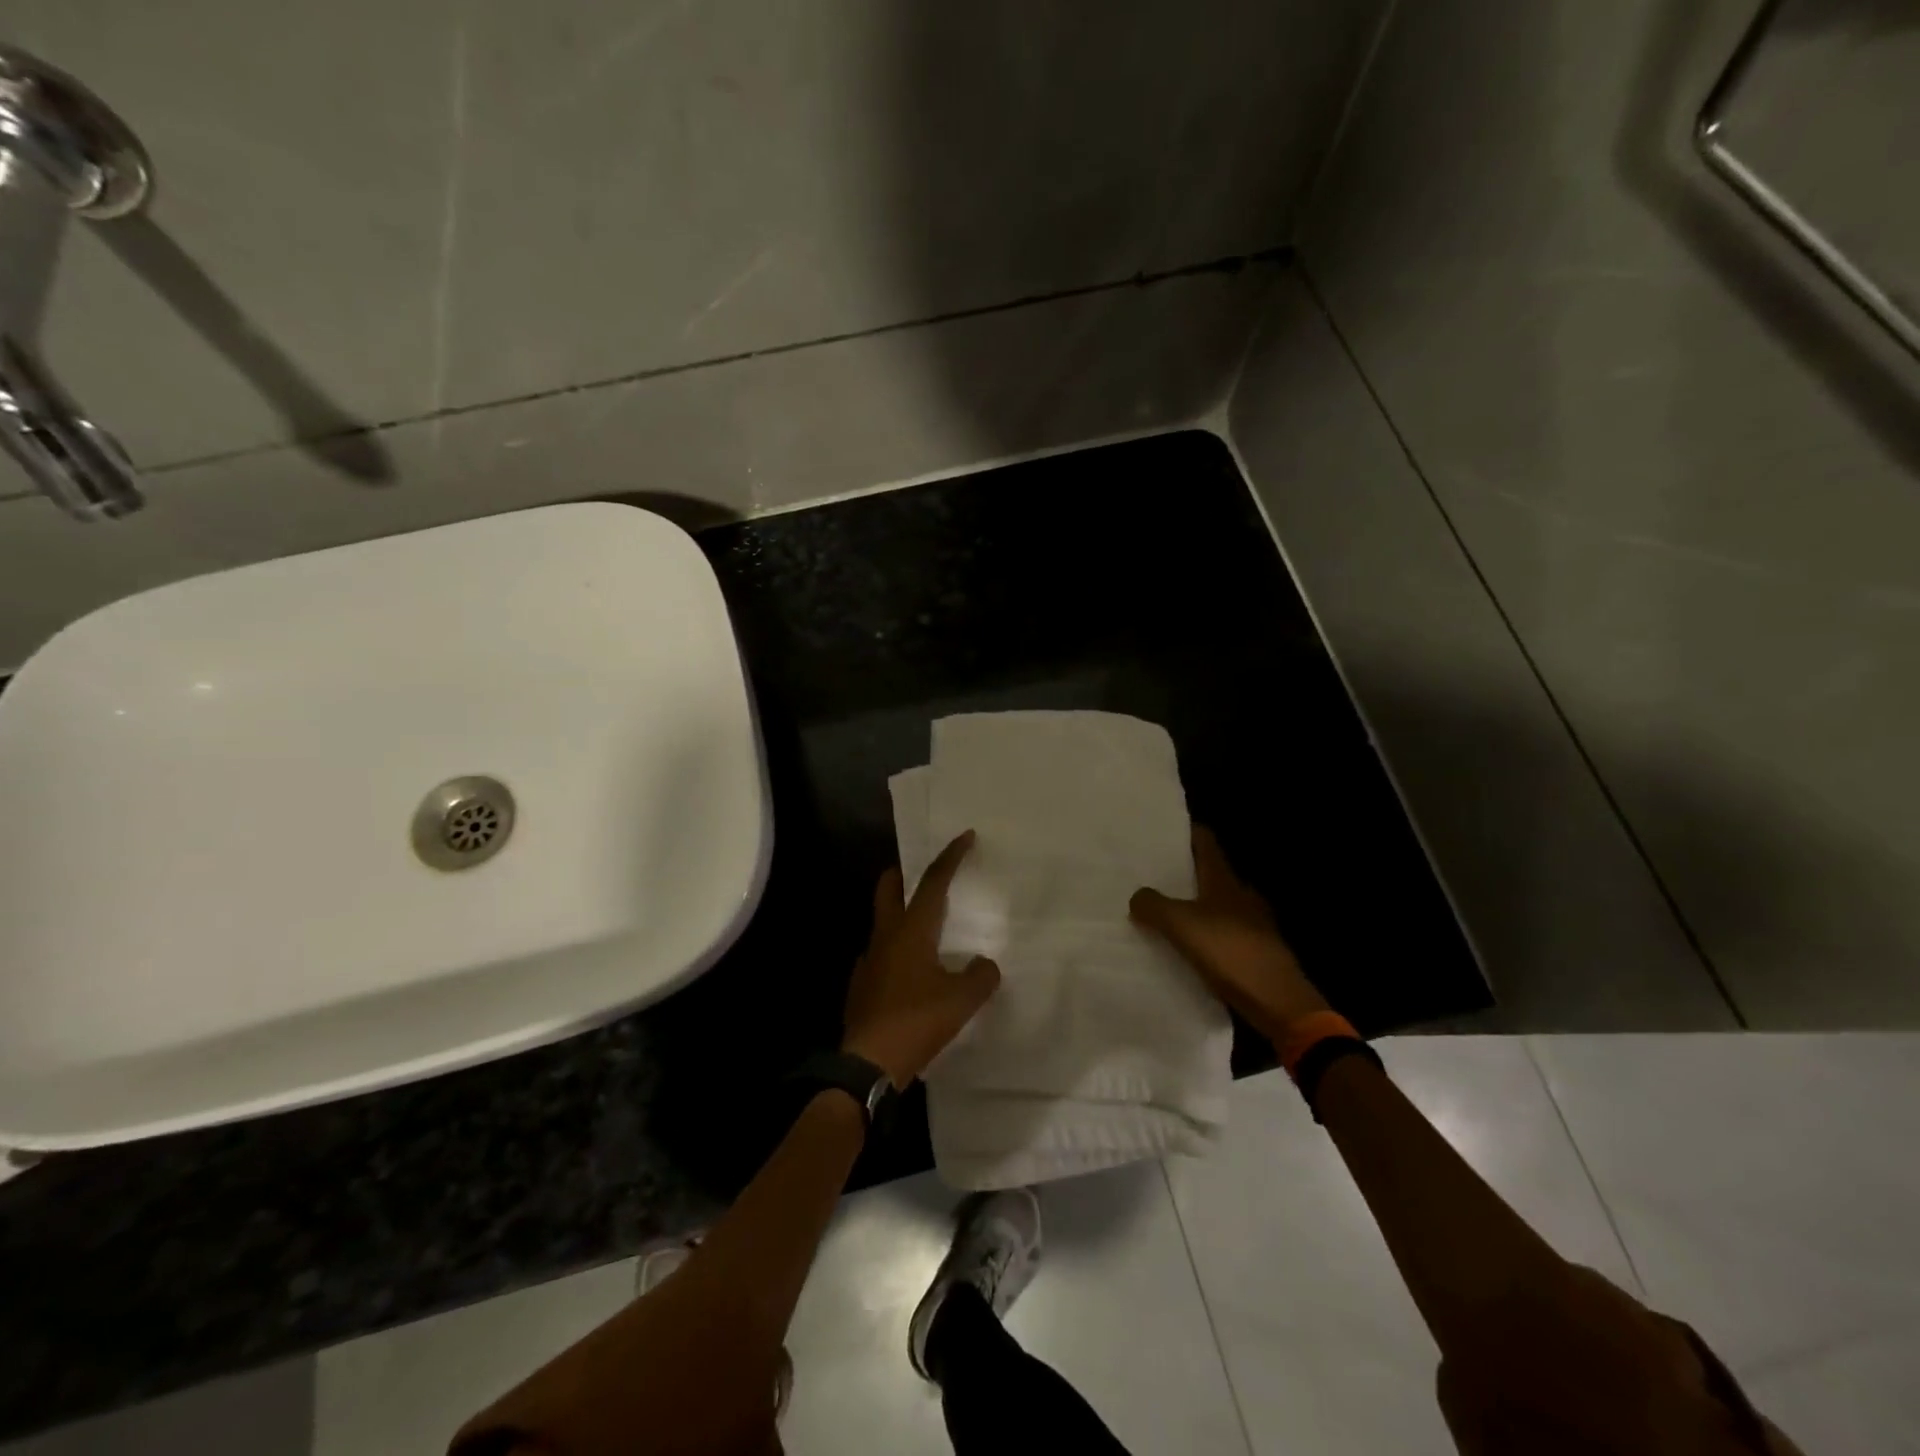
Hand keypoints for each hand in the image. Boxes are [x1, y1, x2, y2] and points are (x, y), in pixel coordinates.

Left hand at [842, 830, 1001, 1087]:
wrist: (867, 1064)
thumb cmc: (916, 1022)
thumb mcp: (961, 1001)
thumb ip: (979, 977)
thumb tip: (985, 965)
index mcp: (911, 931)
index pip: (933, 882)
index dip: (950, 857)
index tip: (965, 836)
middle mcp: (886, 937)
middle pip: (889, 889)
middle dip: (904, 873)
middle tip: (921, 871)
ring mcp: (868, 961)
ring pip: (882, 921)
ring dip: (899, 913)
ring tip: (924, 925)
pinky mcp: (861, 985)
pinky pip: (879, 955)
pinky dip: (894, 951)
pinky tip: (909, 971)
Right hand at [1130, 825, 1330, 1042]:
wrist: (1277, 1001)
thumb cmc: (1230, 951)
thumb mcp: (1181, 925)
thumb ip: (1153, 906)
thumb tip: (1137, 896)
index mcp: (1225, 881)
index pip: (1207, 844)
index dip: (1188, 834)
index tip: (1165, 830)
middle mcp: (1242, 896)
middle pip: (1212, 874)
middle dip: (1186, 872)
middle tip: (1154, 874)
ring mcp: (1254, 924)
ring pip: (1218, 905)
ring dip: (1195, 905)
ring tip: (1165, 912)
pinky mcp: (1256, 952)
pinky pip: (1223, 934)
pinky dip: (1206, 934)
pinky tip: (1189, 947)